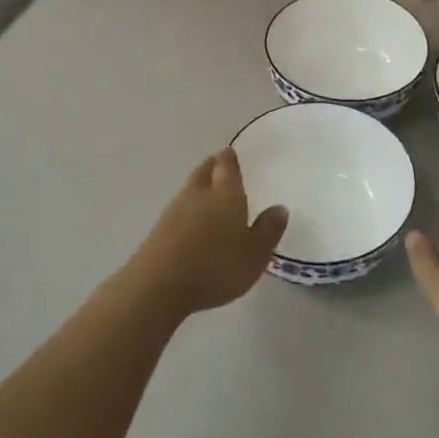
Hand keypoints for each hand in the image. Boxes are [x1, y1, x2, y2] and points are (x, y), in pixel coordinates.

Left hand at [128, 149, 287, 318]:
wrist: (159, 285)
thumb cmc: (216, 266)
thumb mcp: (255, 254)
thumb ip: (268, 230)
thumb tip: (279, 208)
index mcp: (226, 193)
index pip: (227, 166)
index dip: (230, 158)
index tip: (231, 152)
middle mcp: (199, 194)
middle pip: (205, 171)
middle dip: (213, 165)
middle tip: (219, 163)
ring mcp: (175, 211)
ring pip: (190, 189)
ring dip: (199, 186)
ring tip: (207, 190)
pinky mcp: (159, 230)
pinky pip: (178, 210)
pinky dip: (187, 210)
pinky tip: (192, 222)